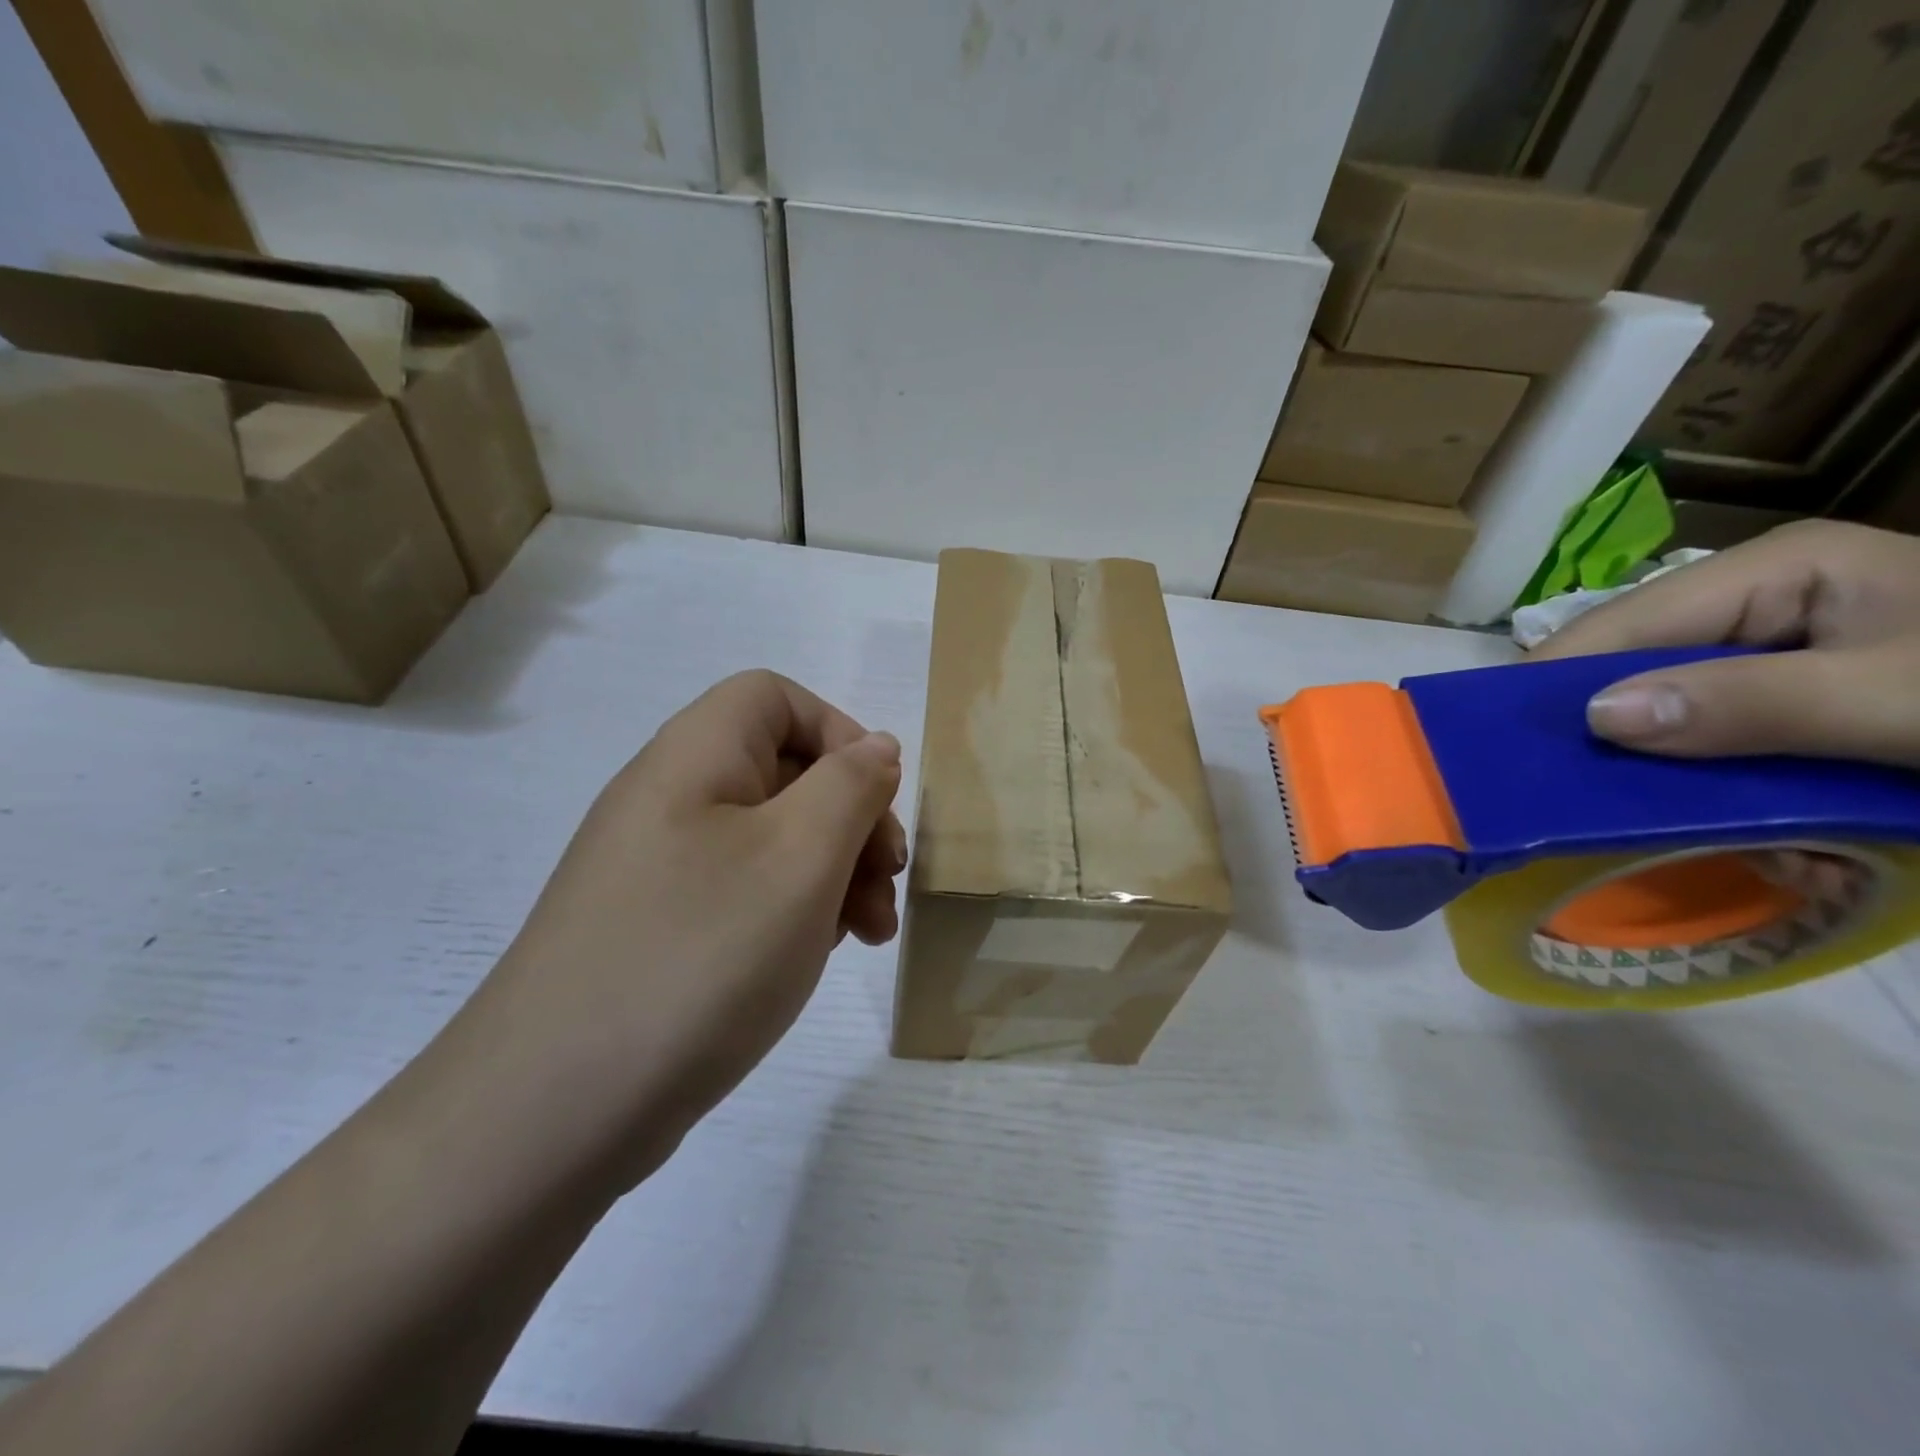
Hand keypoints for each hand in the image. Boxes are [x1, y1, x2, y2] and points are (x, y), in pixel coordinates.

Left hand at [467, 670, 905, 1184]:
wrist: (554, 1111)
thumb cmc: (699, 955)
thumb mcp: (801, 857)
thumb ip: (851, 786)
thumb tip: (875, 747)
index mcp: (694, 758)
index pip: (775, 697)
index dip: (837, 732)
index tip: (877, 801)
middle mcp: (670, 799)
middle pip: (782, 770)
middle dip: (852, 818)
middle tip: (887, 883)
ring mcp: (658, 868)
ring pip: (770, 838)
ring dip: (833, 871)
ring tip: (869, 933)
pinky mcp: (658, 927)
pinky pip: (743, 891)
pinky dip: (793, 909)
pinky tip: (815, 955)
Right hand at [1530, 520, 1919, 767]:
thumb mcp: (1890, 697)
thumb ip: (1752, 704)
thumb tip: (1596, 716)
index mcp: (1772, 567)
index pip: (1623, 622)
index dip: (1556, 678)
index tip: (1501, 741)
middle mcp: (1756, 594)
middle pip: (1639, 661)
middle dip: (1607, 723)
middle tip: (1565, 786)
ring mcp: (1775, 641)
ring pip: (1671, 699)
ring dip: (1656, 755)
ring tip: (1638, 803)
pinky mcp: (1793, 686)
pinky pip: (1713, 726)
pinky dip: (1703, 770)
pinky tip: (1706, 802)